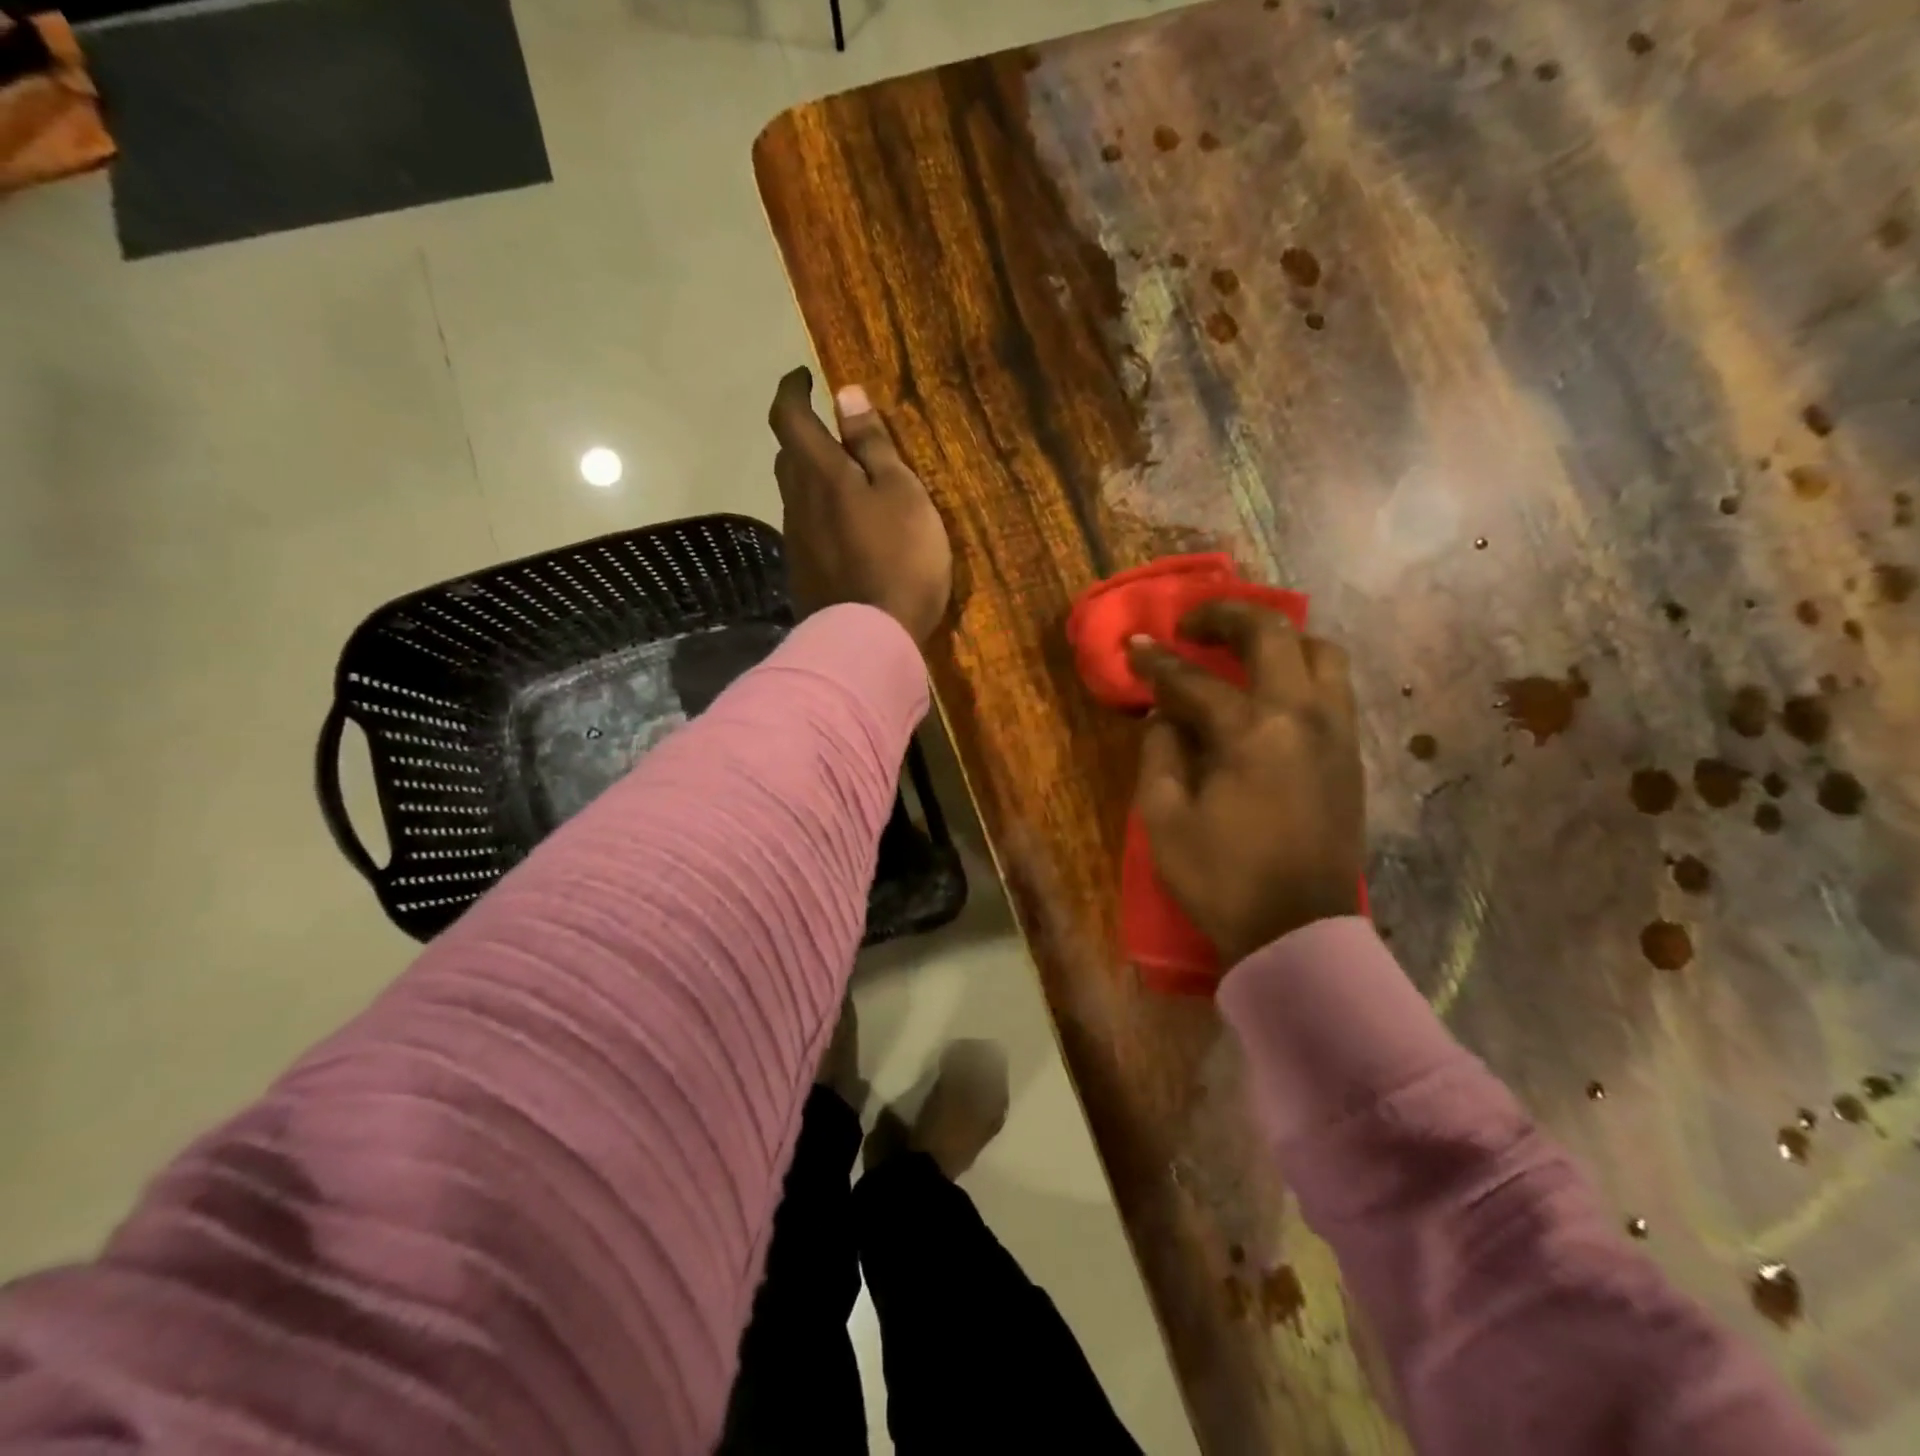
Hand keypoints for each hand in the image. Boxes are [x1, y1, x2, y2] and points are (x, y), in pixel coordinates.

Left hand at [768, 367, 951, 645]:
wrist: (871, 637)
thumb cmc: (899, 558)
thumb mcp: (901, 493)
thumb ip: (873, 445)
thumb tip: (845, 394)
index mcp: (821, 473)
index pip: (790, 417)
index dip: (793, 391)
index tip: (804, 377)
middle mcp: (797, 503)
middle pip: (788, 457)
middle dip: (803, 436)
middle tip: (831, 432)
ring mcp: (796, 543)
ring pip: (795, 496)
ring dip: (812, 479)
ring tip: (845, 482)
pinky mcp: (802, 575)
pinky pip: (805, 530)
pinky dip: (819, 516)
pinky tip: (844, 531)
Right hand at [1128, 601, 1364, 963]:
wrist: (1297, 932)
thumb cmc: (1221, 878)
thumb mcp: (1164, 818)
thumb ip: (1160, 752)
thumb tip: (1165, 715)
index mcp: (1252, 732)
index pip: (1195, 680)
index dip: (1157, 662)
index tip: (1134, 646)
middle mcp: (1303, 716)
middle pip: (1274, 634)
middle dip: (1227, 616)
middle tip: (1193, 625)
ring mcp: (1336, 732)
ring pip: (1321, 652)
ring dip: (1278, 638)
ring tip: (1242, 651)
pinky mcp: (1350, 754)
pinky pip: (1333, 687)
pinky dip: (1301, 670)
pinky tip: (1271, 690)